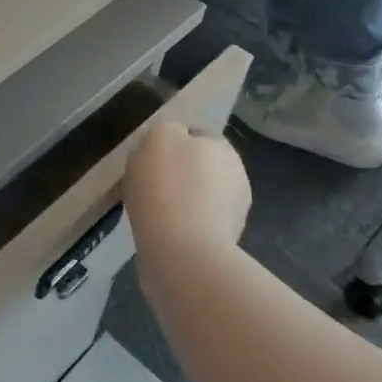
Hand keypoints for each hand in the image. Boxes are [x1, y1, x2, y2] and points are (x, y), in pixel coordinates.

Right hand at [124, 121, 252, 259]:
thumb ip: (167, 130)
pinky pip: (193, 224)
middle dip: (177, 172)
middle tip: (145, 182)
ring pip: (197, 196)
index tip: (147, 155)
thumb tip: (171, 139)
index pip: (196, 134)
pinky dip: (179, 225)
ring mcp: (233, 213)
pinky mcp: (222, 244)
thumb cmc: (166, 185)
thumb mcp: (158, 136)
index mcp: (223, 147)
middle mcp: (236, 176)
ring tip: (149, 210)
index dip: (170, 141)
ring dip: (179, 200)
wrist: (181, 251)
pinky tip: (159, 230)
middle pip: (198, 166)